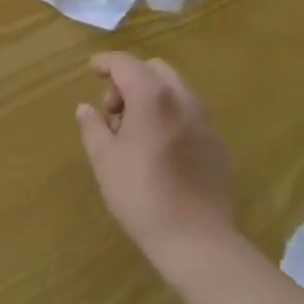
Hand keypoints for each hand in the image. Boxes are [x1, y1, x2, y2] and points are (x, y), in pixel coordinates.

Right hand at [76, 53, 234, 263]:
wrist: (197, 241)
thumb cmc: (141, 195)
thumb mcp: (104, 159)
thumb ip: (92, 127)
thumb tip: (86, 108)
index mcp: (152, 97)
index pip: (125, 63)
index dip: (106, 62)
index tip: (92, 70)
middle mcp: (183, 100)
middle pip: (154, 70)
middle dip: (130, 79)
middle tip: (113, 111)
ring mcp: (205, 122)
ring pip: (176, 90)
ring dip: (152, 97)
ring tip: (135, 132)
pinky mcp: (218, 145)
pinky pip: (190, 114)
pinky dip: (171, 116)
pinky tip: (160, 149)